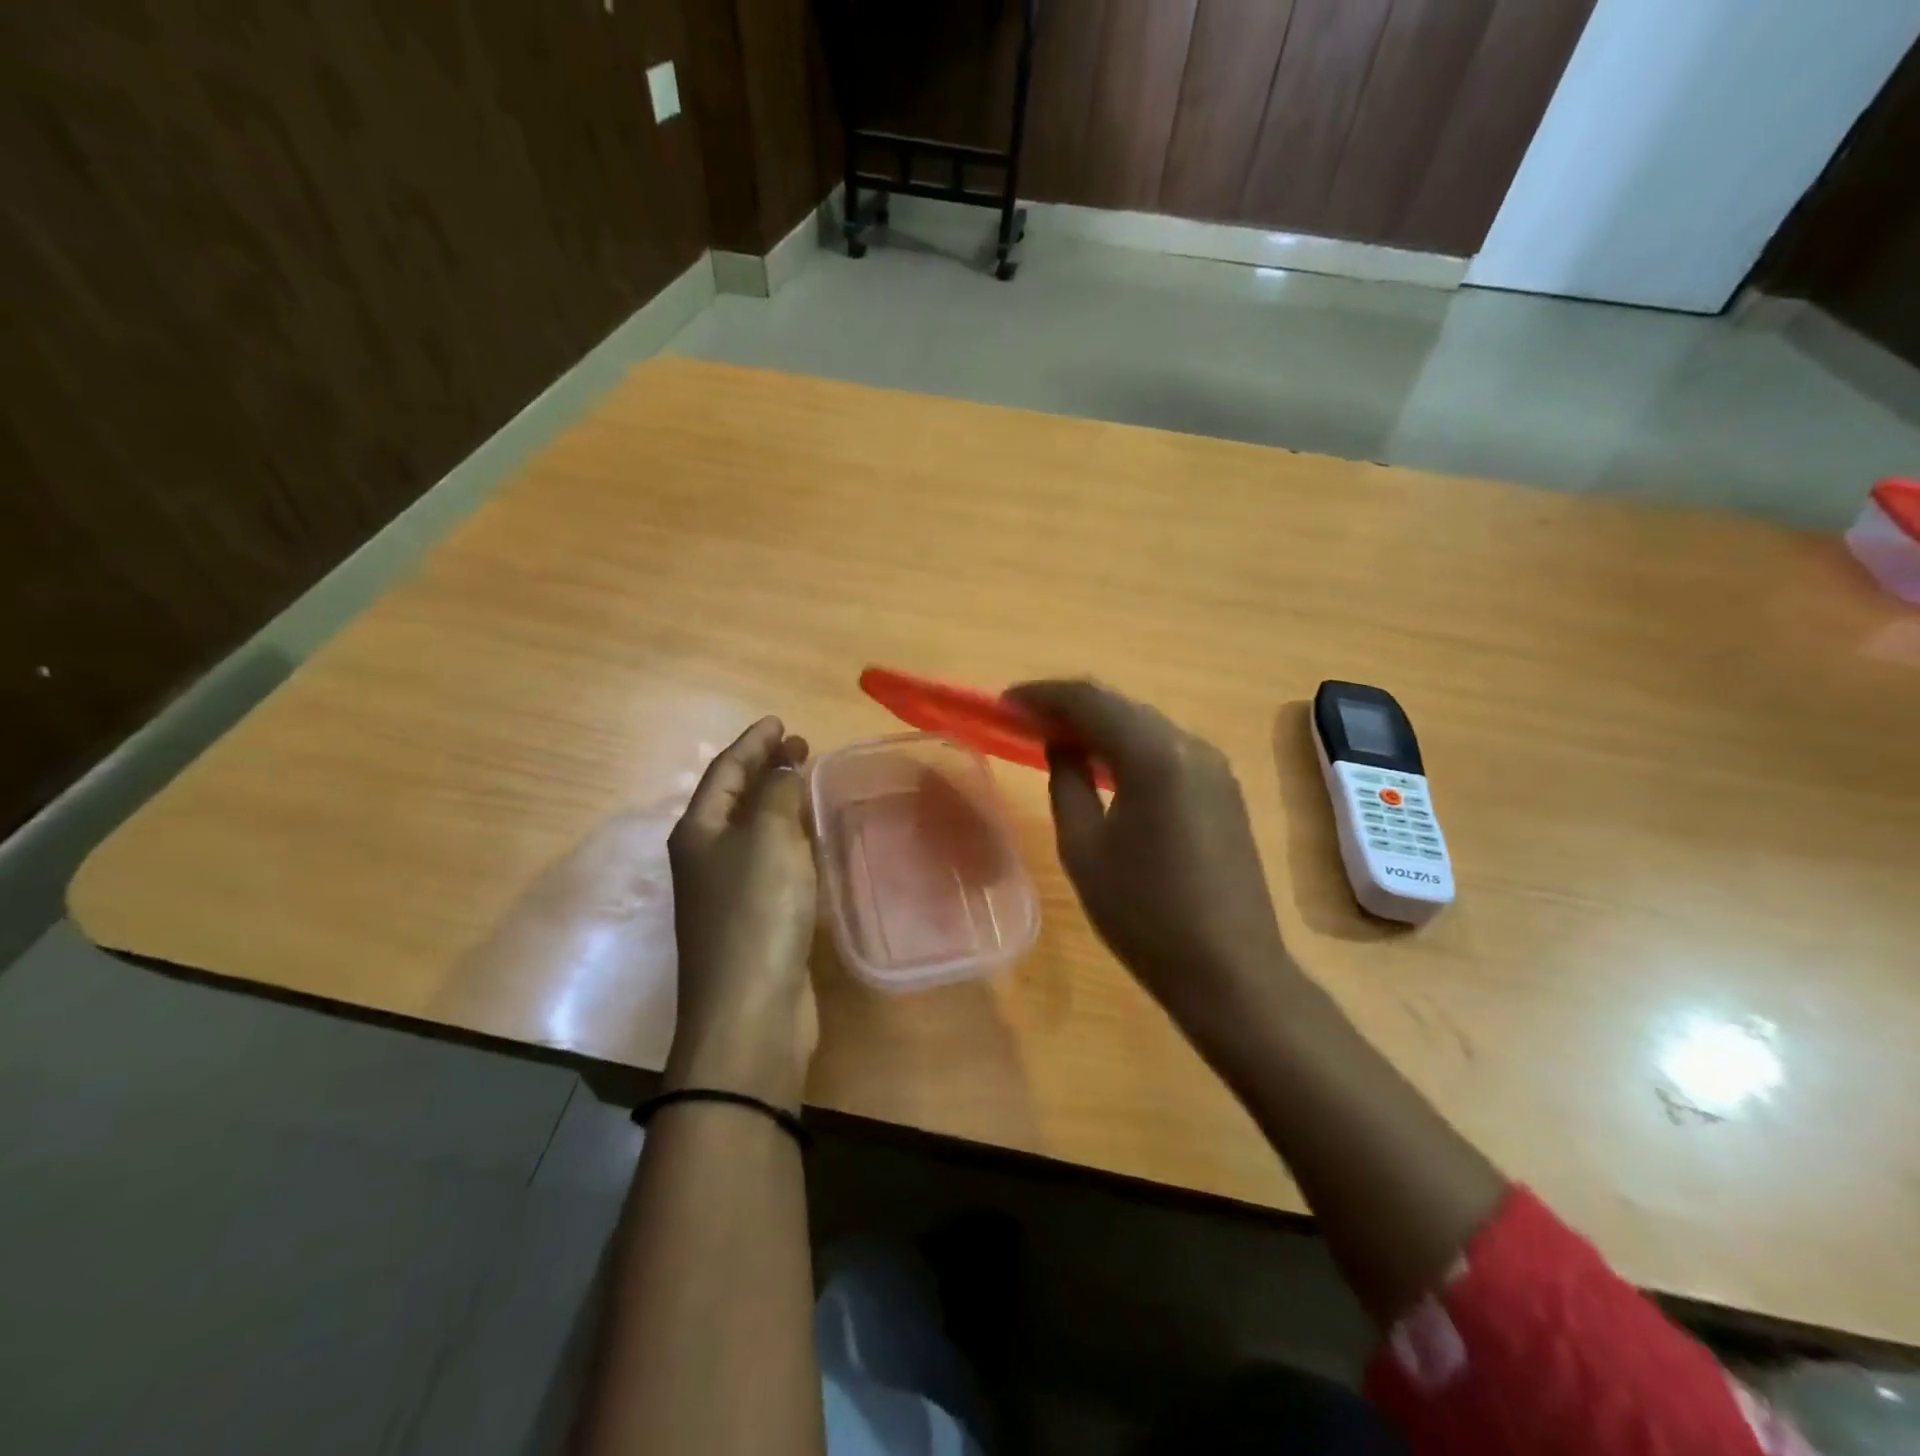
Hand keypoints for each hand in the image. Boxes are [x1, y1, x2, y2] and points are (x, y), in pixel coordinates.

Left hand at [664, 717, 818, 1112]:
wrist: (751, 1010)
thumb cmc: (756, 912)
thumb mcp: (768, 838)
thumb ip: (777, 794)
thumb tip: (783, 768)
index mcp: (699, 831)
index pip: (725, 771)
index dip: (752, 743)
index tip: (780, 721)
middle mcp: (707, 856)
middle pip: (735, 798)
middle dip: (765, 768)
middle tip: (801, 747)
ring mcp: (729, 890)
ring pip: (753, 829)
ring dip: (777, 802)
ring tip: (806, 782)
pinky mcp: (755, 918)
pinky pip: (771, 860)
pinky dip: (789, 838)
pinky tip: (810, 839)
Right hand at [1006, 680, 1293, 1038]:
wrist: (1229, 970)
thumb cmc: (1144, 914)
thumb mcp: (1084, 848)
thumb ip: (1067, 782)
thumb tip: (1062, 744)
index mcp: (1155, 755)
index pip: (1090, 701)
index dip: (1043, 696)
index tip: (1006, 703)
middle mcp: (1191, 746)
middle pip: (1122, 706)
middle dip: (1071, 706)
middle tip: (1026, 719)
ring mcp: (1214, 767)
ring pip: (1146, 726)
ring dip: (1101, 725)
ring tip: (1057, 738)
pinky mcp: (1224, 790)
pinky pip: (1167, 751)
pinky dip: (1129, 747)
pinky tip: (1105, 765)